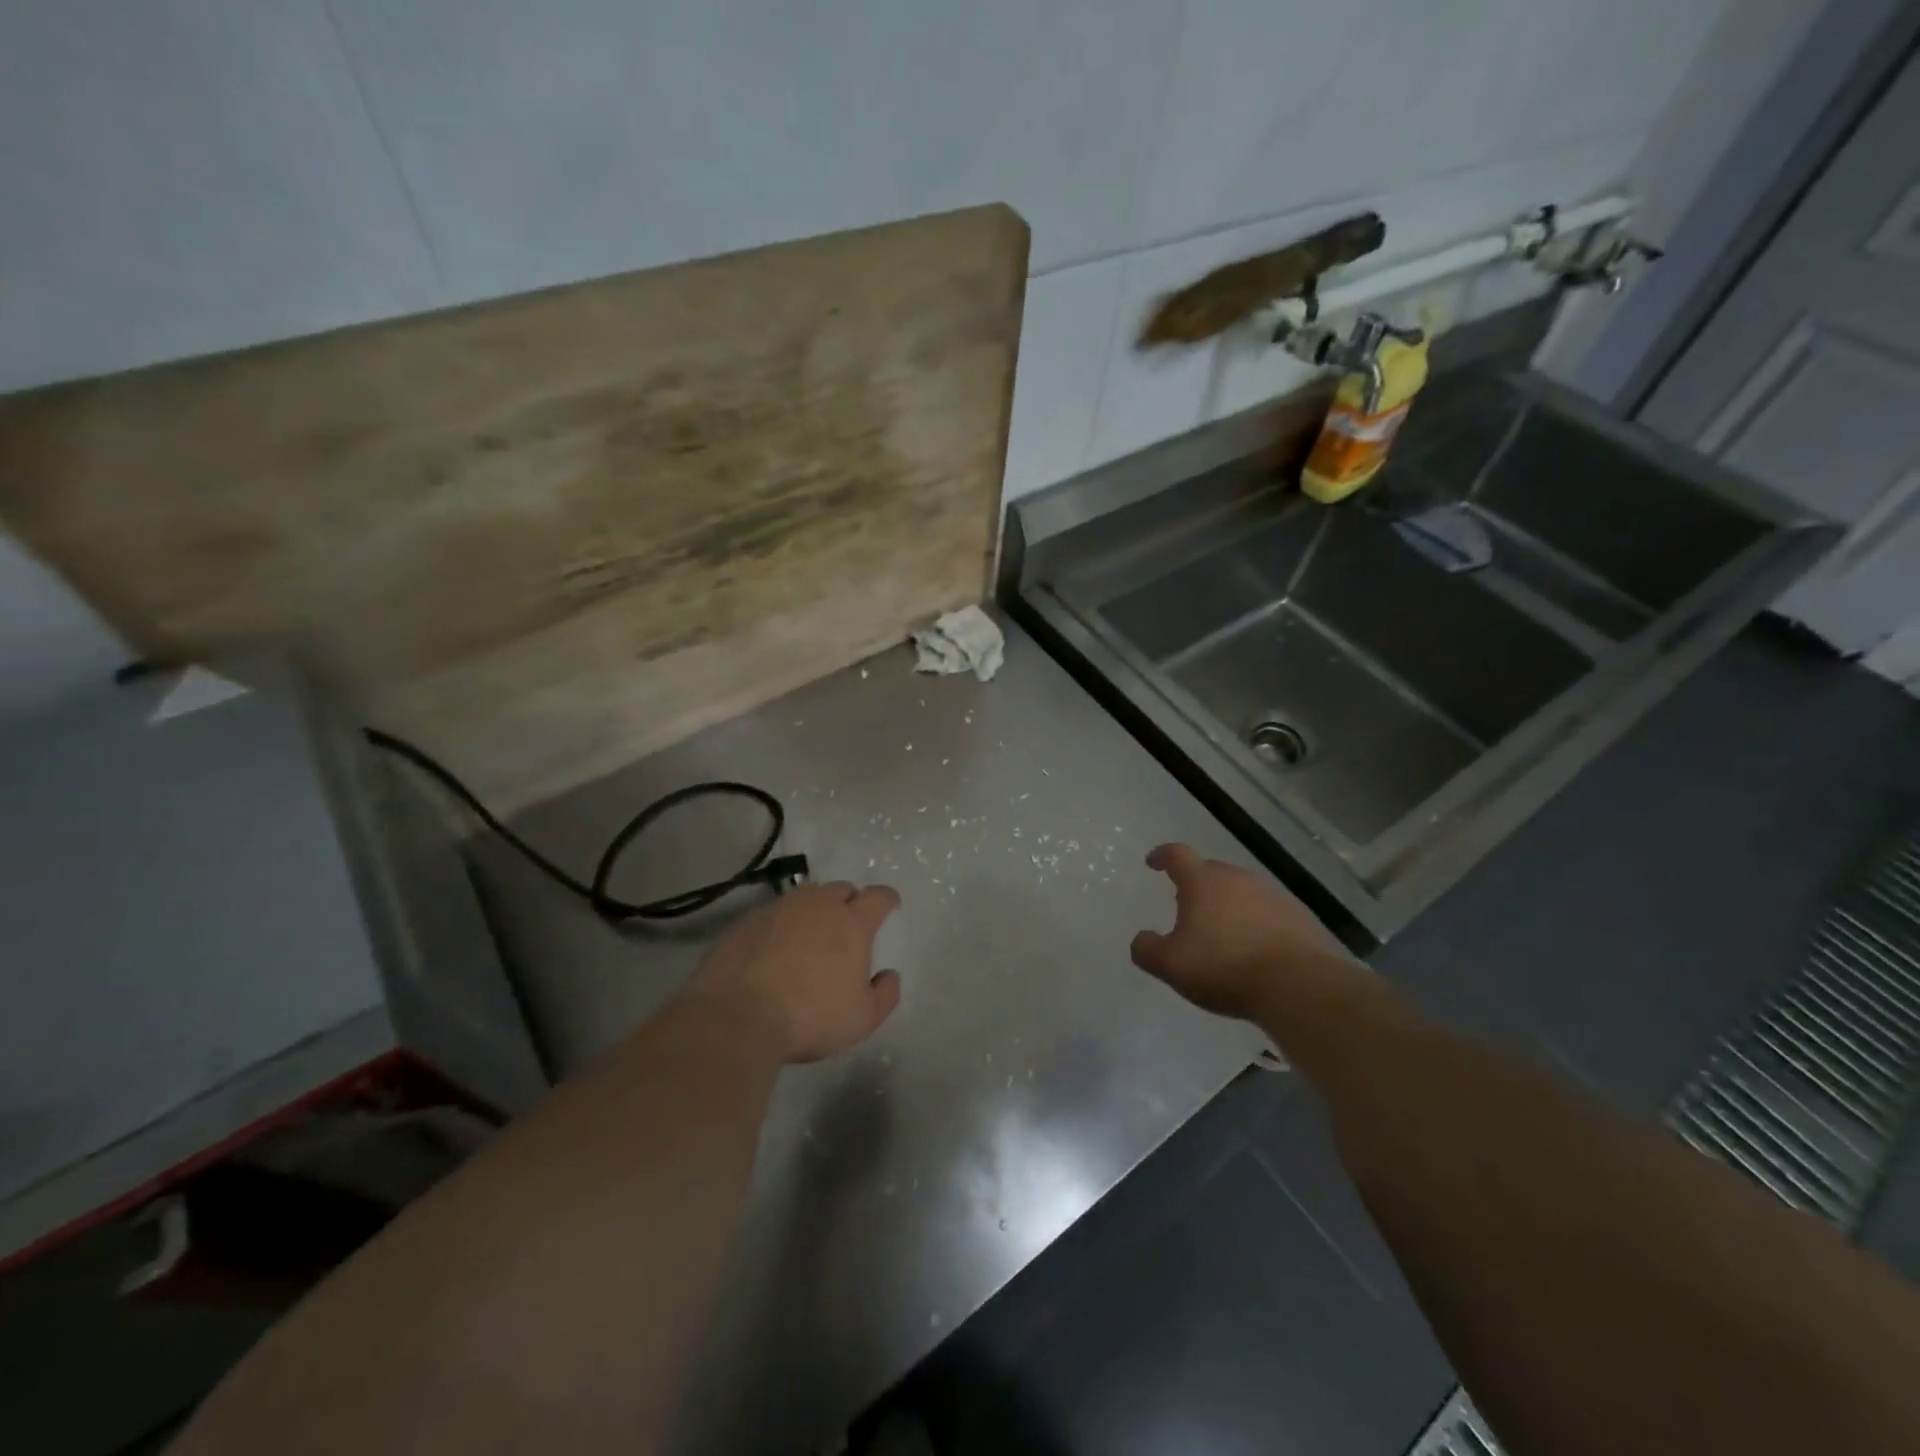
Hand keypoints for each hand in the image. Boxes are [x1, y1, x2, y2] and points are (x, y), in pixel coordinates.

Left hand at [683, 882, 902, 1062]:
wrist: (736, 1017)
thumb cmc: (810, 1017)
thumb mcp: (862, 1018)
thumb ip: (885, 994)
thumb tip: (889, 975)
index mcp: (851, 923)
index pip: (878, 896)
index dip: (887, 899)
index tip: (890, 905)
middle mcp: (817, 906)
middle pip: (841, 889)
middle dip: (849, 901)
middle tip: (847, 924)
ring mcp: (778, 909)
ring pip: (805, 896)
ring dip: (814, 909)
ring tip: (810, 933)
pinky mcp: (746, 921)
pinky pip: (773, 914)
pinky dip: (781, 925)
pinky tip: (774, 949)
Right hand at [1130, 843, 1357, 1020]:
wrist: (1298, 985)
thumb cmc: (1224, 966)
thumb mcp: (1170, 965)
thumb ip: (1147, 949)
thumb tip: (1141, 939)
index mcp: (1202, 881)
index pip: (1177, 855)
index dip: (1162, 856)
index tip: (1153, 863)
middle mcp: (1237, 878)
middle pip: (1211, 871)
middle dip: (1196, 885)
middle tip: (1186, 908)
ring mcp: (1271, 895)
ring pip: (1240, 891)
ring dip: (1227, 905)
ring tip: (1221, 933)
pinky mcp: (1298, 917)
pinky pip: (1266, 912)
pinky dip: (1254, 923)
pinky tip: (1253, 950)